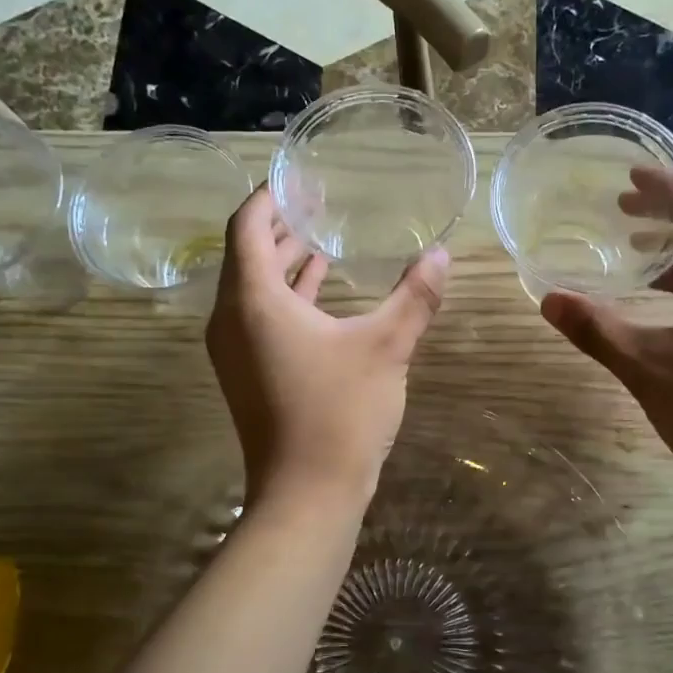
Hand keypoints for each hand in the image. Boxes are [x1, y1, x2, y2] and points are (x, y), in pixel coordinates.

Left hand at [206, 187, 448, 510]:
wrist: (307, 495)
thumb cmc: (340, 413)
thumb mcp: (386, 348)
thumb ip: (415, 297)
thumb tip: (442, 254)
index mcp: (253, 300)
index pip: (247, 225)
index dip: (270, 196)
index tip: (300, 178)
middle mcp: (231, 319)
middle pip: (247, 254)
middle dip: (280, 226)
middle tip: (318, 202)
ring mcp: (234, 350)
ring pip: (253, 288)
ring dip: (285, 262)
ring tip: (322, 238)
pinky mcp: (247, 374)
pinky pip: (259, 318)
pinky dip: (287, 297)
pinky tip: (322, 292)